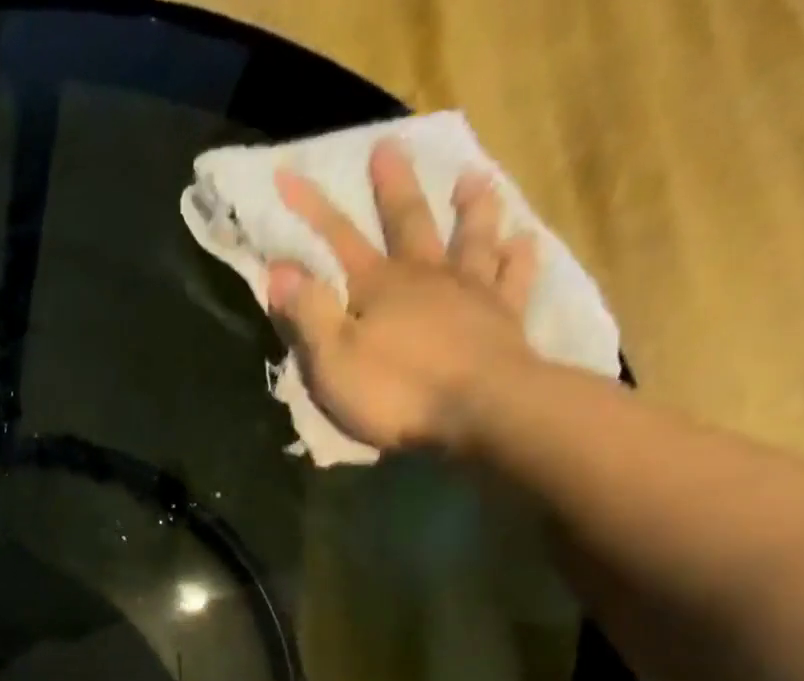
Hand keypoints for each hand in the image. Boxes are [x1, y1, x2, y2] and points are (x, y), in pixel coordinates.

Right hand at [268, 138, 540, 454]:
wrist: (480, 411)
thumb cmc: (397, 392)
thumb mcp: (333, 361)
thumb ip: (308, 314)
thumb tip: (280, 269)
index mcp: (378, 287)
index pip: (337, 240)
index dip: (311, 210)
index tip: (289, 176)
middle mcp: (426, 276)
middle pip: (408, 222)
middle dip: (394, 187)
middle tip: (389, 147)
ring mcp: (471, 292)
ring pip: (471, 237)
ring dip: (471, 207)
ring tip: (472, 179)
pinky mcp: (504, 318)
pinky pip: (514, 277)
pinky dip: (518, 256)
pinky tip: (523, 240)